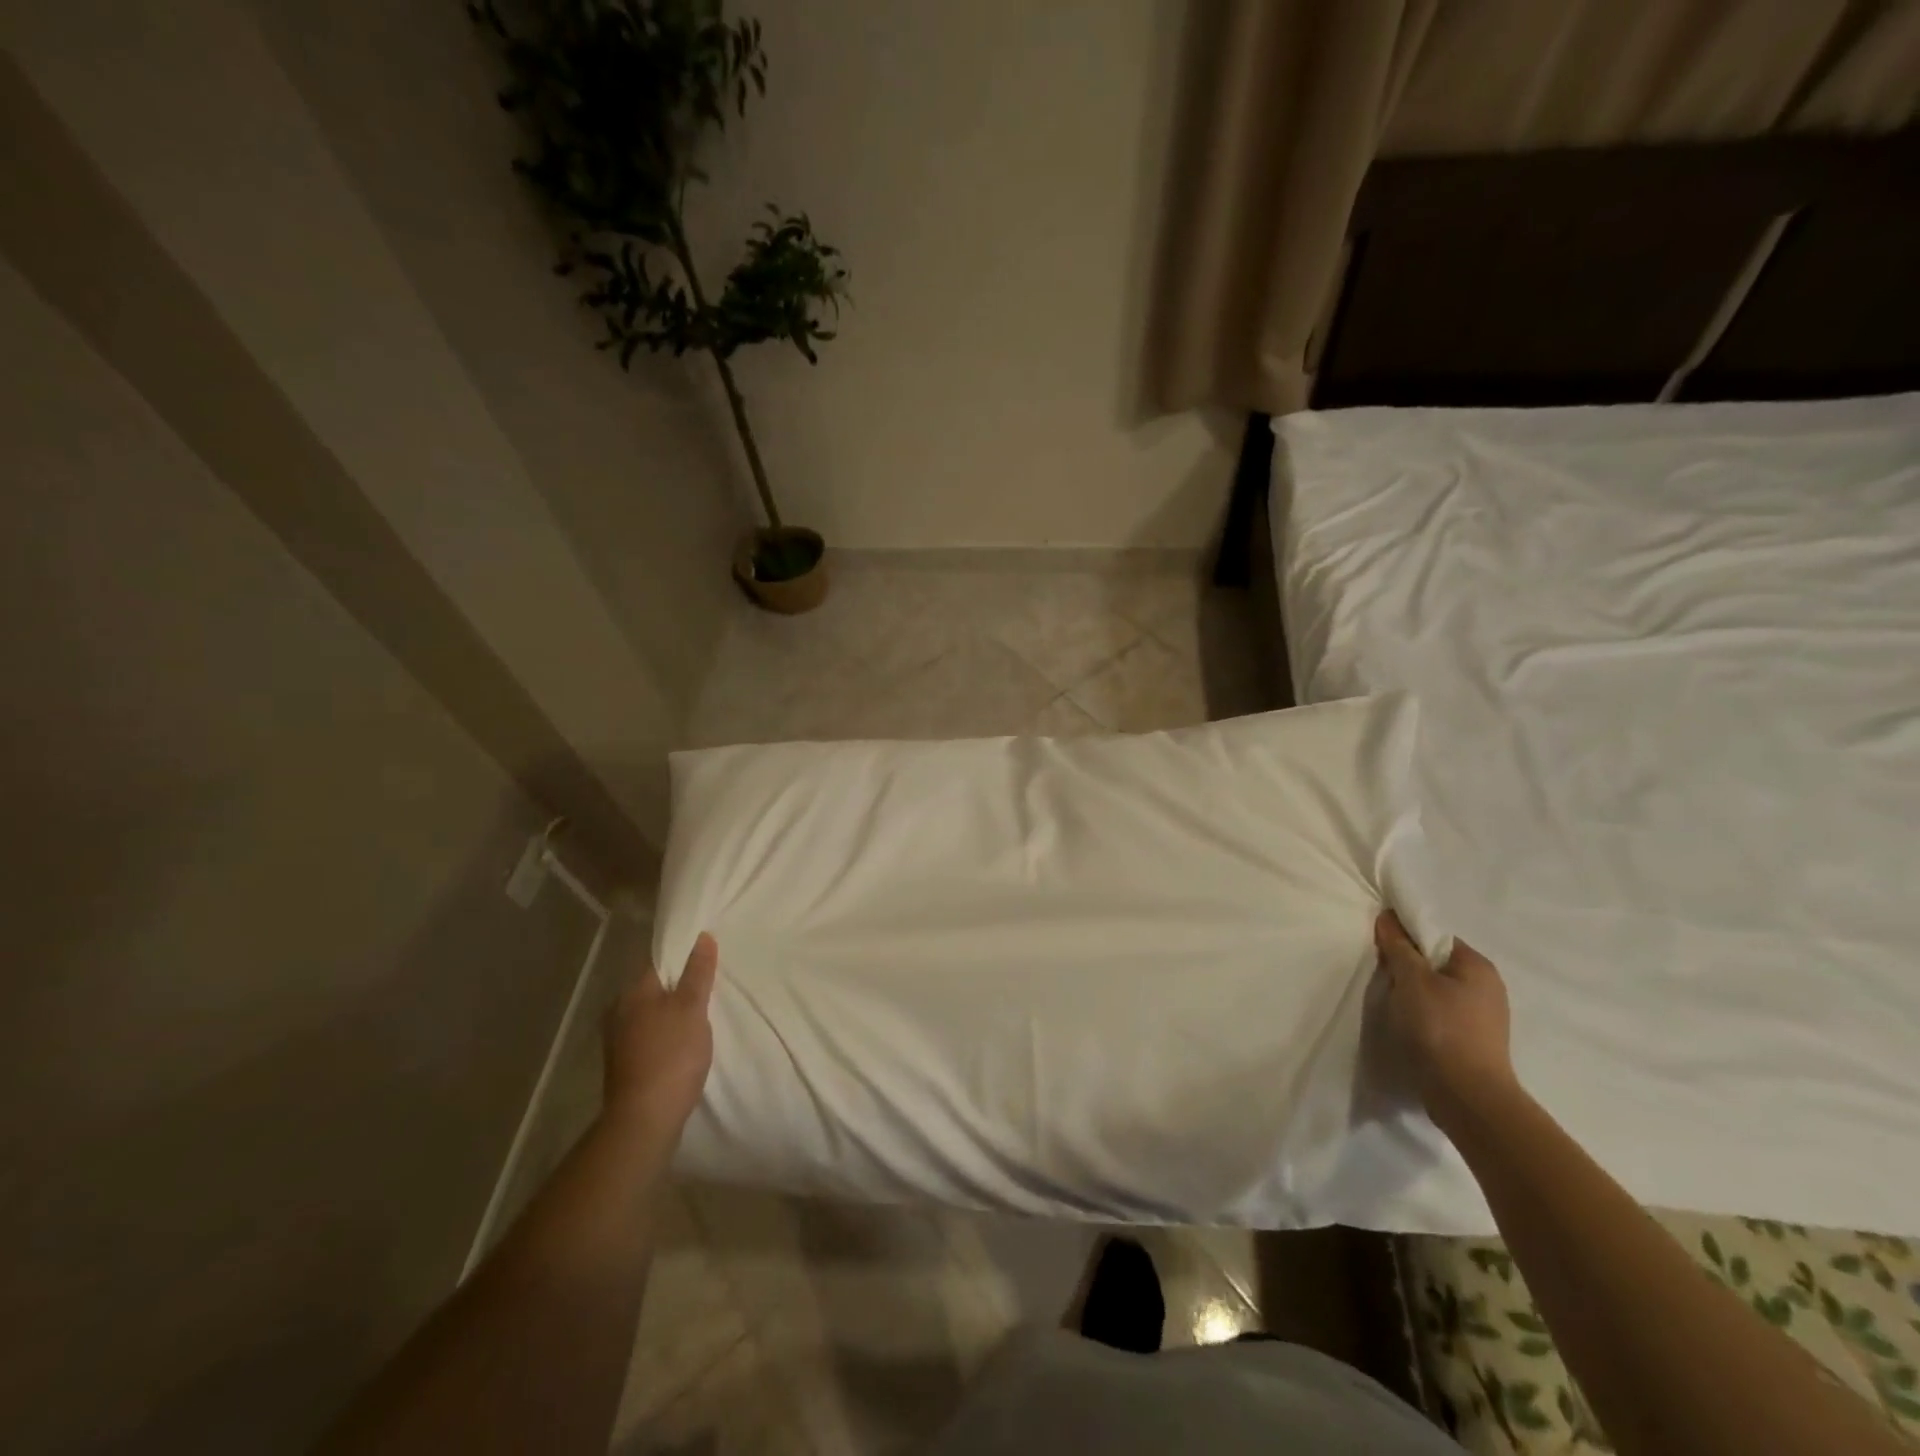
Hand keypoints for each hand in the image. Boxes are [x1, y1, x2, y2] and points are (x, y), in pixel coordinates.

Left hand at [603, 933, 718, 1143]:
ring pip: (651, 1014)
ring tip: (701, 1017)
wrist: (644, 1120)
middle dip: (679, 987)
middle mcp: (618, 1011)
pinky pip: (649, 1036)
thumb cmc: (671, 1055)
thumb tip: (702, 937)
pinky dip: (666, 1035)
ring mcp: (618, 1040)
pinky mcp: (624, 1065)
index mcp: (632, 992)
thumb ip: (698, 972)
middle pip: (654, 988)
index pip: (658, 961)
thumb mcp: (692, 1007)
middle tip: (710, 989)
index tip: (707, 960)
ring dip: (672, 1013)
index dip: (683, 957)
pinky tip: (684, 1044)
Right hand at [1375, 911, 1516, 1128]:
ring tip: (1392, 1003)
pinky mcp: (1473, 1040)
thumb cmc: (1439, 1028)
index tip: (1381, 949)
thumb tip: (1388, 918)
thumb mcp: (1412, 979)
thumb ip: (1399, 946)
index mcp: (1477, 966)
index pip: (1435, 936)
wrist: (1466, 1095)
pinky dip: (1422, 1014)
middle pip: (1435, 963)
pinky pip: (1441, 1013)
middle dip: (1407, 967)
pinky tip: (1407, 1024)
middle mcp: (1487, 987)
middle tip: (1383, 976)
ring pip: (1436, 990)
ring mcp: (1483, 1016)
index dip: (1405, 938)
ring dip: (1413, 992)